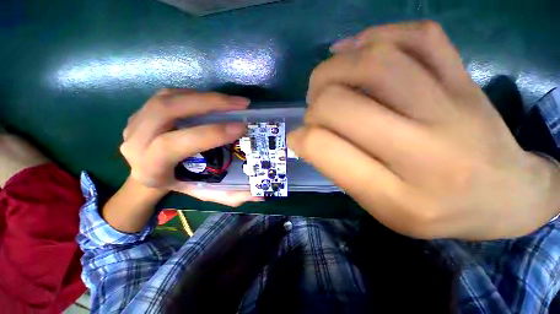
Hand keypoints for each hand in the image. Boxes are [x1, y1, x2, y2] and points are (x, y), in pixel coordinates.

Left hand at [120, 89, 259, 206]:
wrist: (150, 174)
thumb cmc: (182, 185)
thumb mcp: (207, 193)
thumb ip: (233, 196)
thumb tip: (261, 193)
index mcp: (151, 168)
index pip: (173, 145)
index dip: (210, 133)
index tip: (241, 127)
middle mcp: (135, 142)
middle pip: (167, 110)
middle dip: (209, 103)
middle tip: (241, 104)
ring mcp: (135, 122)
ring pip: (169, 97)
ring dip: (206, 96)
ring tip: (233, 101)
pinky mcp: (143, 111)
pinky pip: (170, 94)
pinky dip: (196, 94)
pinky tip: (215, 100)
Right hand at [288, 21, 559, 239]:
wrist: (506, 198)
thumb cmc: (436, 212)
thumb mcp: (379, 208)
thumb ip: (339, 171)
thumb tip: (305, 138)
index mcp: (395, 196)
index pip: (325, 149)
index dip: (300, 138)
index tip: (297, 138)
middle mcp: (424, 152)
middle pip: (339, 104)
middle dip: (313, 105)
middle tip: (314, 110)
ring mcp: (452, 107)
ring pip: (374, 62)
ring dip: (332, 68)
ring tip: (326, 81)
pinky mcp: (466, 79)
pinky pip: (418, 37)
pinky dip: (374, 35)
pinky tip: (356, 49)